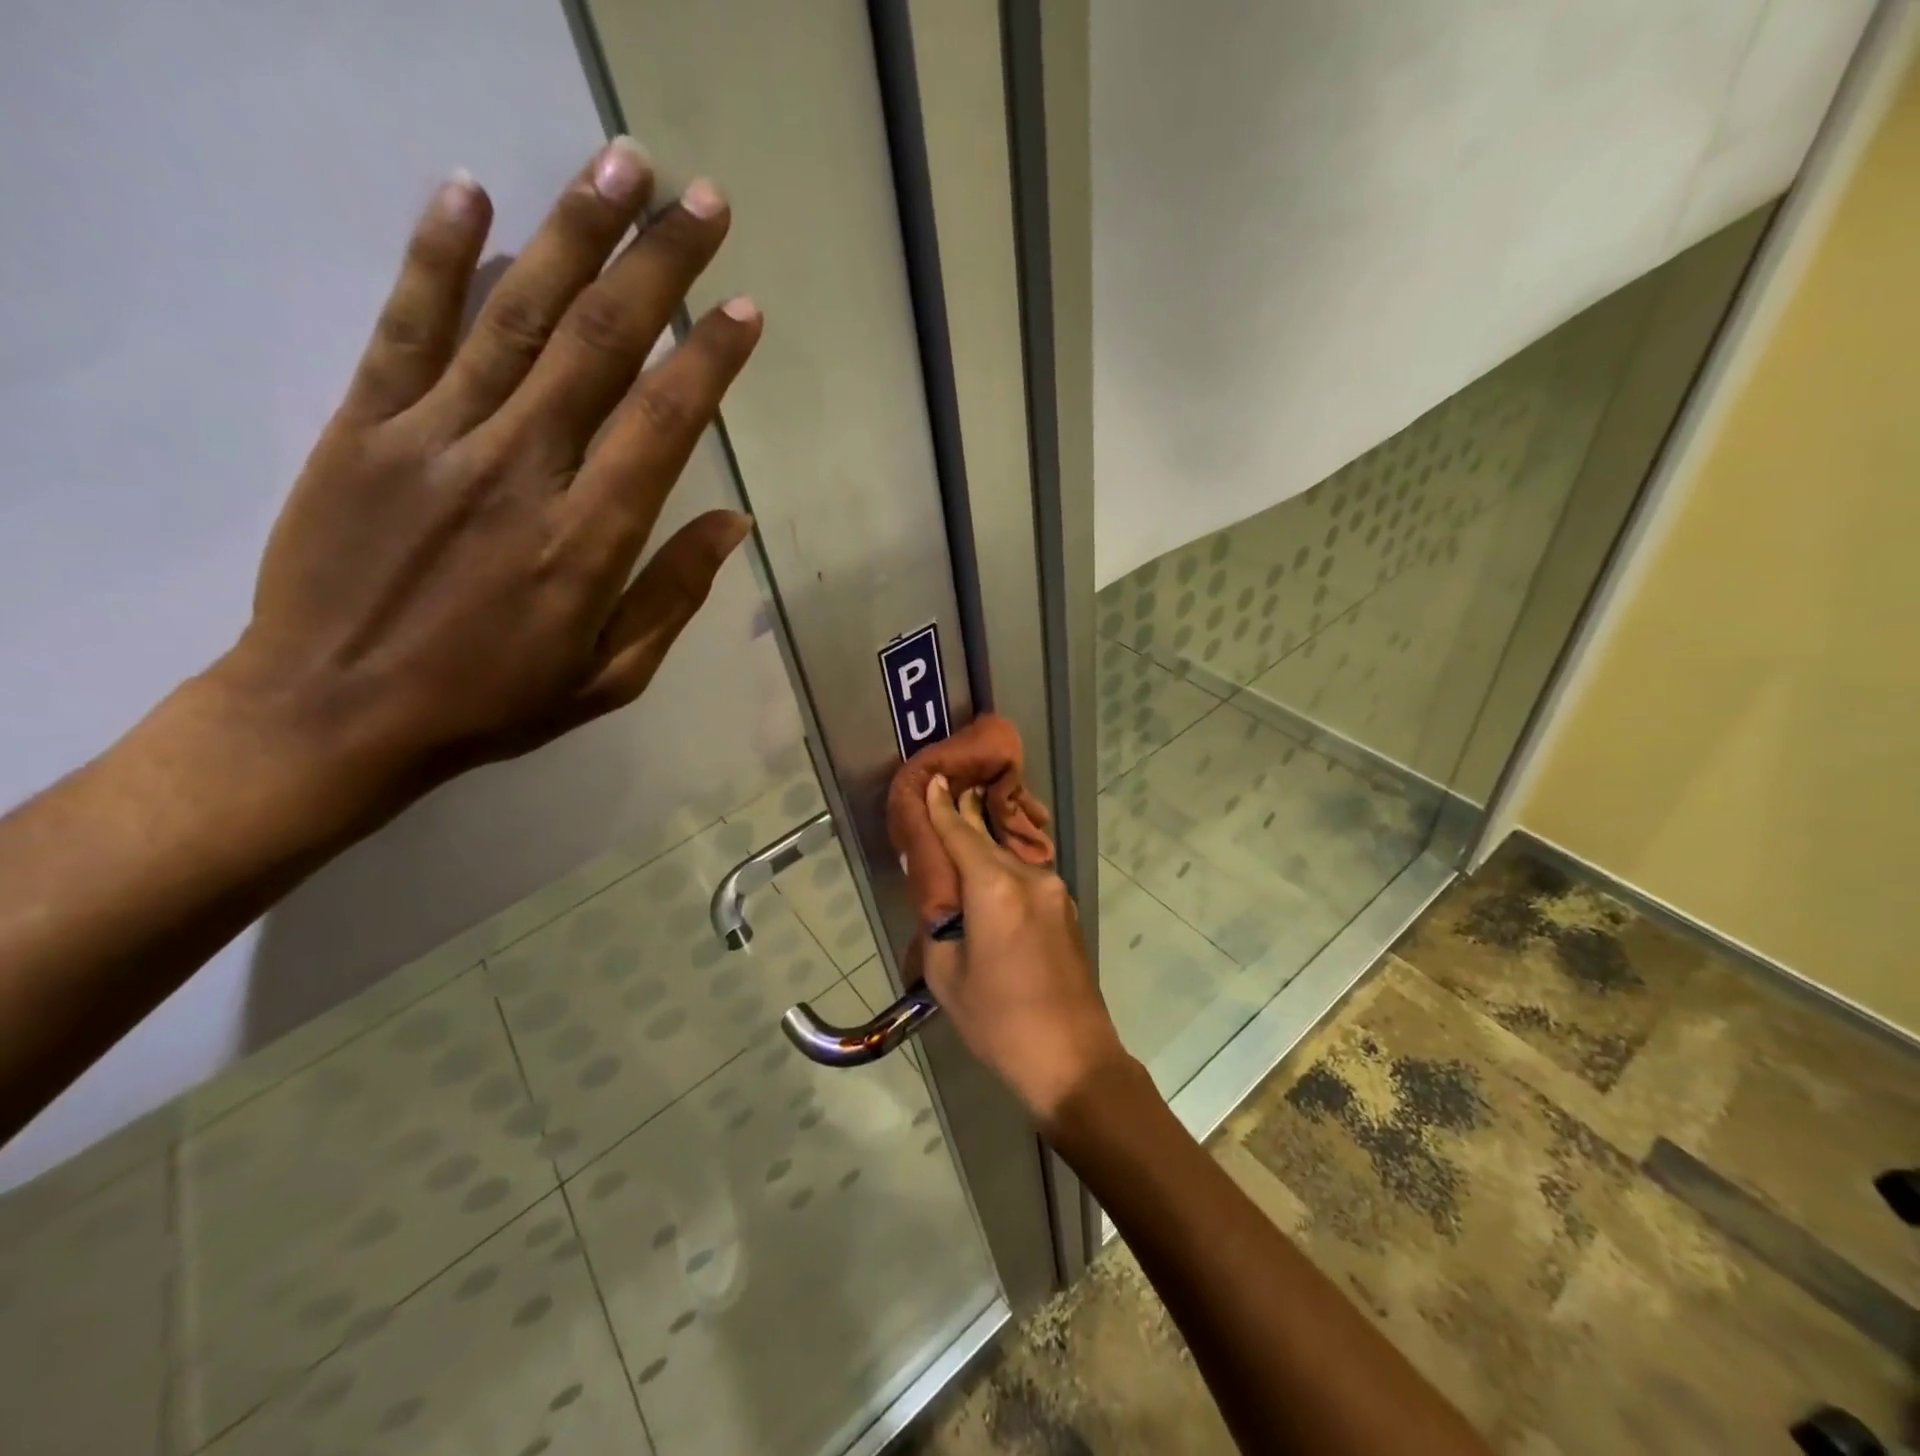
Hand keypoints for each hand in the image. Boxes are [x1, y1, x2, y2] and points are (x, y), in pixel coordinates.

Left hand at [209, 137, 760, 813]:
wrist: (334, 712)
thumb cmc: (493, 702)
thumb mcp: (610, 676)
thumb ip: (673, 594)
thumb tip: (733, 523)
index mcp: (587, 540)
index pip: (663, 423)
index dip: (708, 358)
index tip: (742, 308)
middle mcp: (520, 471)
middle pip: (599, 344)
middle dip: (656, 264)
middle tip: (701, 198)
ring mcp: (435, 438)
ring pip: (516, 315)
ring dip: (573, 232)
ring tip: (620, 164)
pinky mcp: (363, 426)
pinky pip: (406, 326)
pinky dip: (439, 254)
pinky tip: (471, 191)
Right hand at [920, 775, 1134, 1131]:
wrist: (1073, 1059)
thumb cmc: (998, 1022)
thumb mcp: (947, 974)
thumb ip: (937, 921)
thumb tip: (937, 891)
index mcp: (996, 889)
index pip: (960, 834)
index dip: (943, 807)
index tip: (935, 778)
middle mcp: (1030, 878)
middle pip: (986, 840)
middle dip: (964, 819)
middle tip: (945, 795)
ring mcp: (1054, 892)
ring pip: (1008, 859)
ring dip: (983, 849)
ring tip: (960, 839)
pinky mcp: (1065, 910)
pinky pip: (1025, 879)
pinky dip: (1002, 873)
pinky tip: (987, 882)